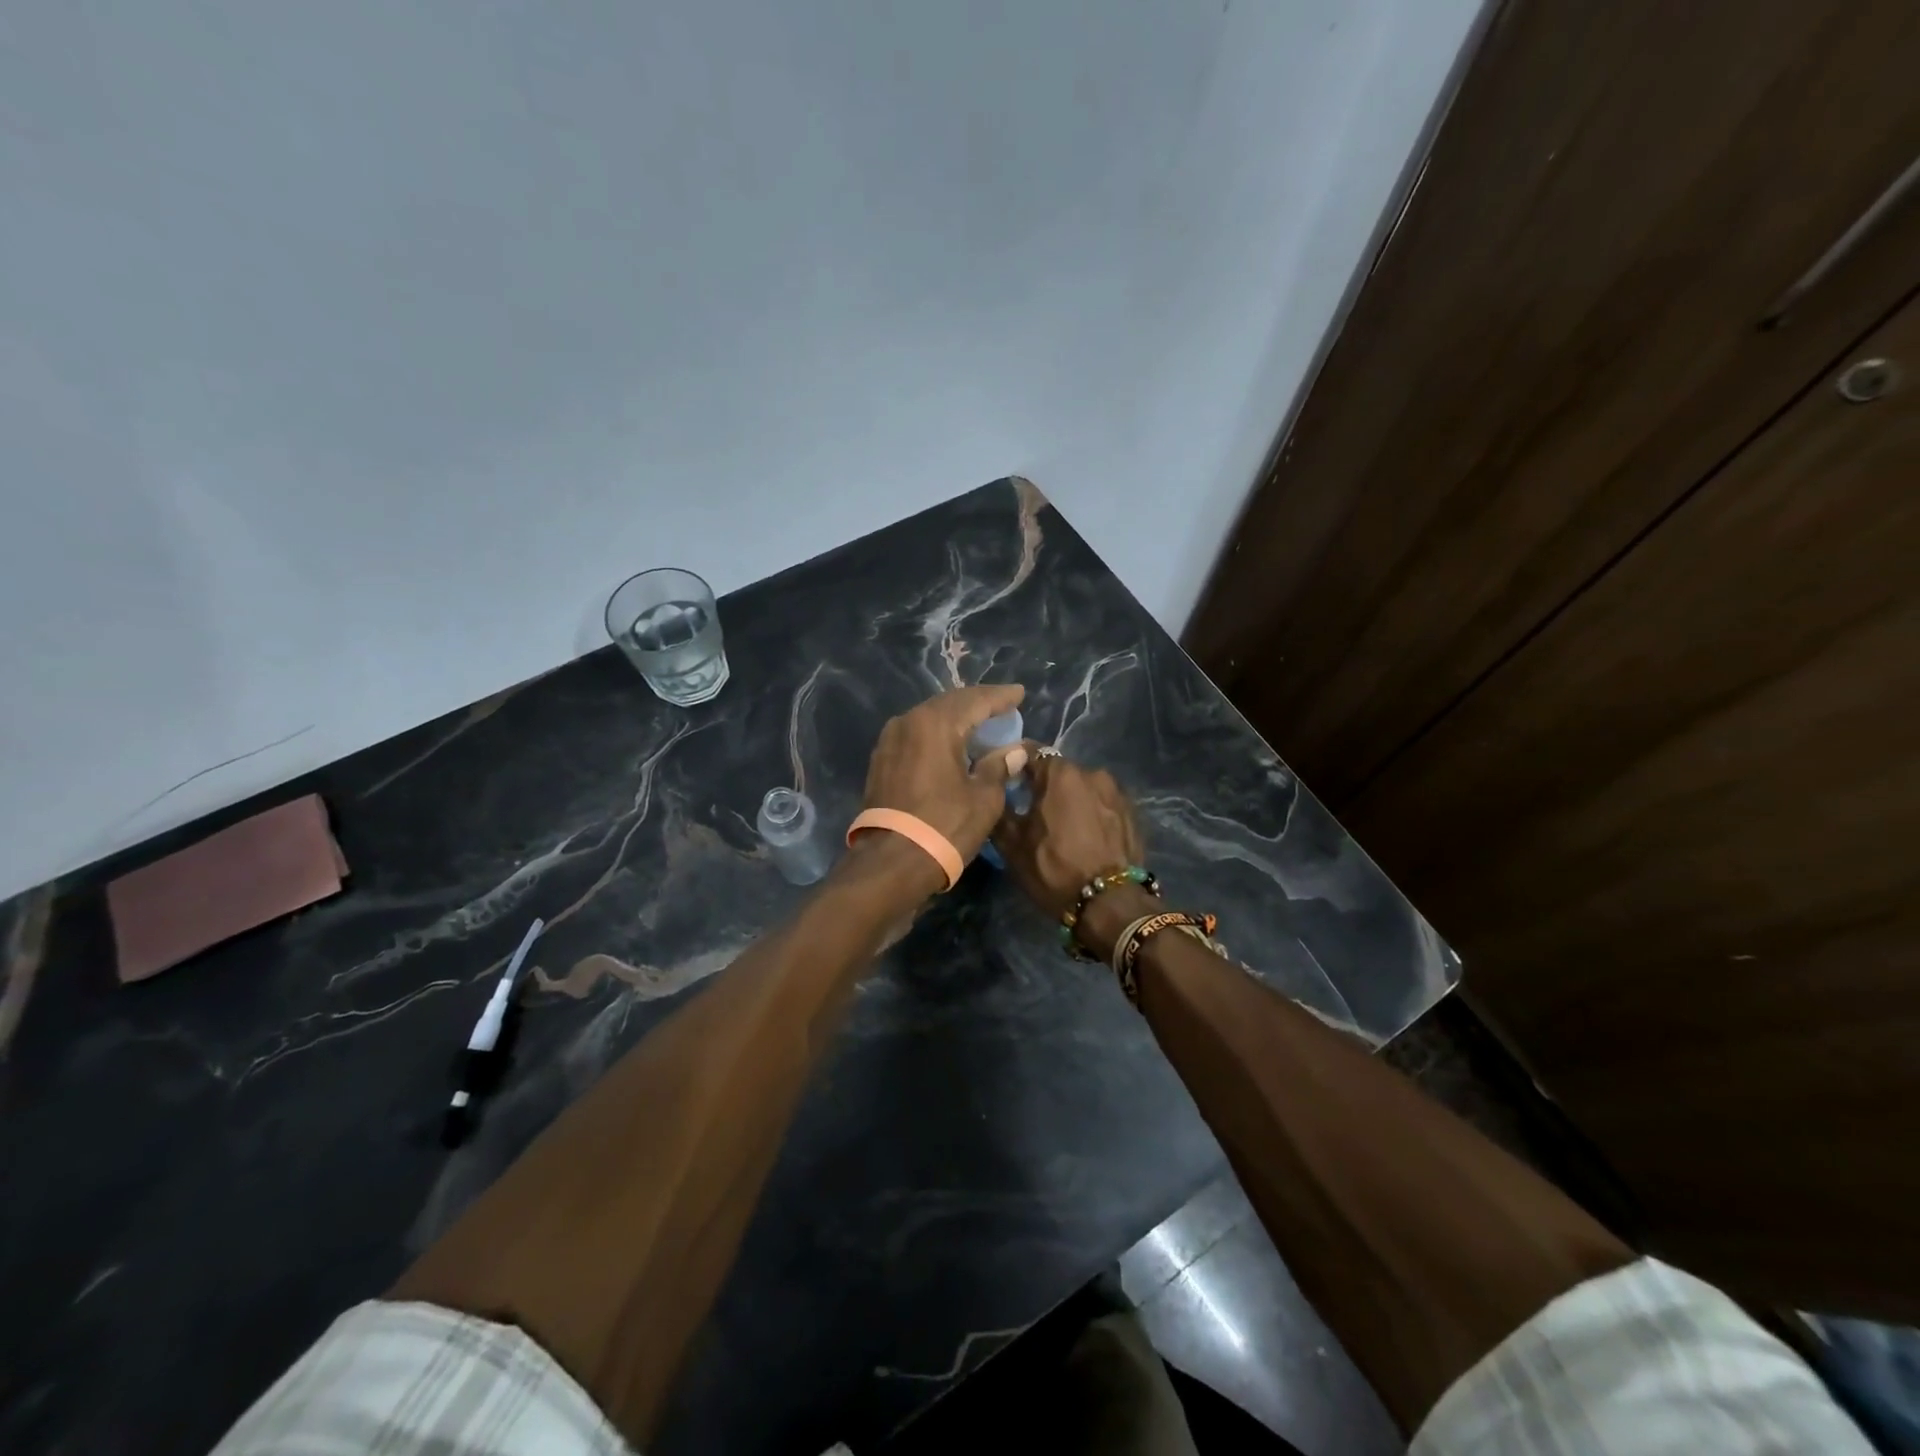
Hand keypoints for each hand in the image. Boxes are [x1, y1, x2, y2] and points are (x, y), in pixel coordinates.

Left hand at [861, 684, 1029, 866]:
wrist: (891, 863)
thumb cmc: (945, 827)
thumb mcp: (984, 798)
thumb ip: (999, 766)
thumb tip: (1014, 750)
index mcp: (935, 723)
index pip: (975, 700)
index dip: (1000, 697)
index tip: (1019, 693)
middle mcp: (908, 722)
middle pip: (949, 704)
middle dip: (977, 704)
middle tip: (1002, 706)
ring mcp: (890, 740)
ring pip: (929, 718)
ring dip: (956, 719)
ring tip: (980, 723)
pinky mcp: (881, 760)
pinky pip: (916, 735)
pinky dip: (938, 735)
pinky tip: (952, 743)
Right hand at [992, 749, 1143, 918]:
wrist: (1111, 903)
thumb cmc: (1054, 868)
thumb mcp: (1012, 844)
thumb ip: (999, 809)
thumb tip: (993, 792)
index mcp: (1061, 774)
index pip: (1030, 752)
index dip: (1013, 763)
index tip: (1004, 779)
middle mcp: (1092, 773)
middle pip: (1059, 771)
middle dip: (1043, 785)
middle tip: (1030, 808)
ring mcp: (1117, 792)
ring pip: (1082, 788)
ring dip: (1069, 799)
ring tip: (1060, 826)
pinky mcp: (1132, 813)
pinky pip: (1102, 804)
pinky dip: (1090, 813)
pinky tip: (1084, 836)